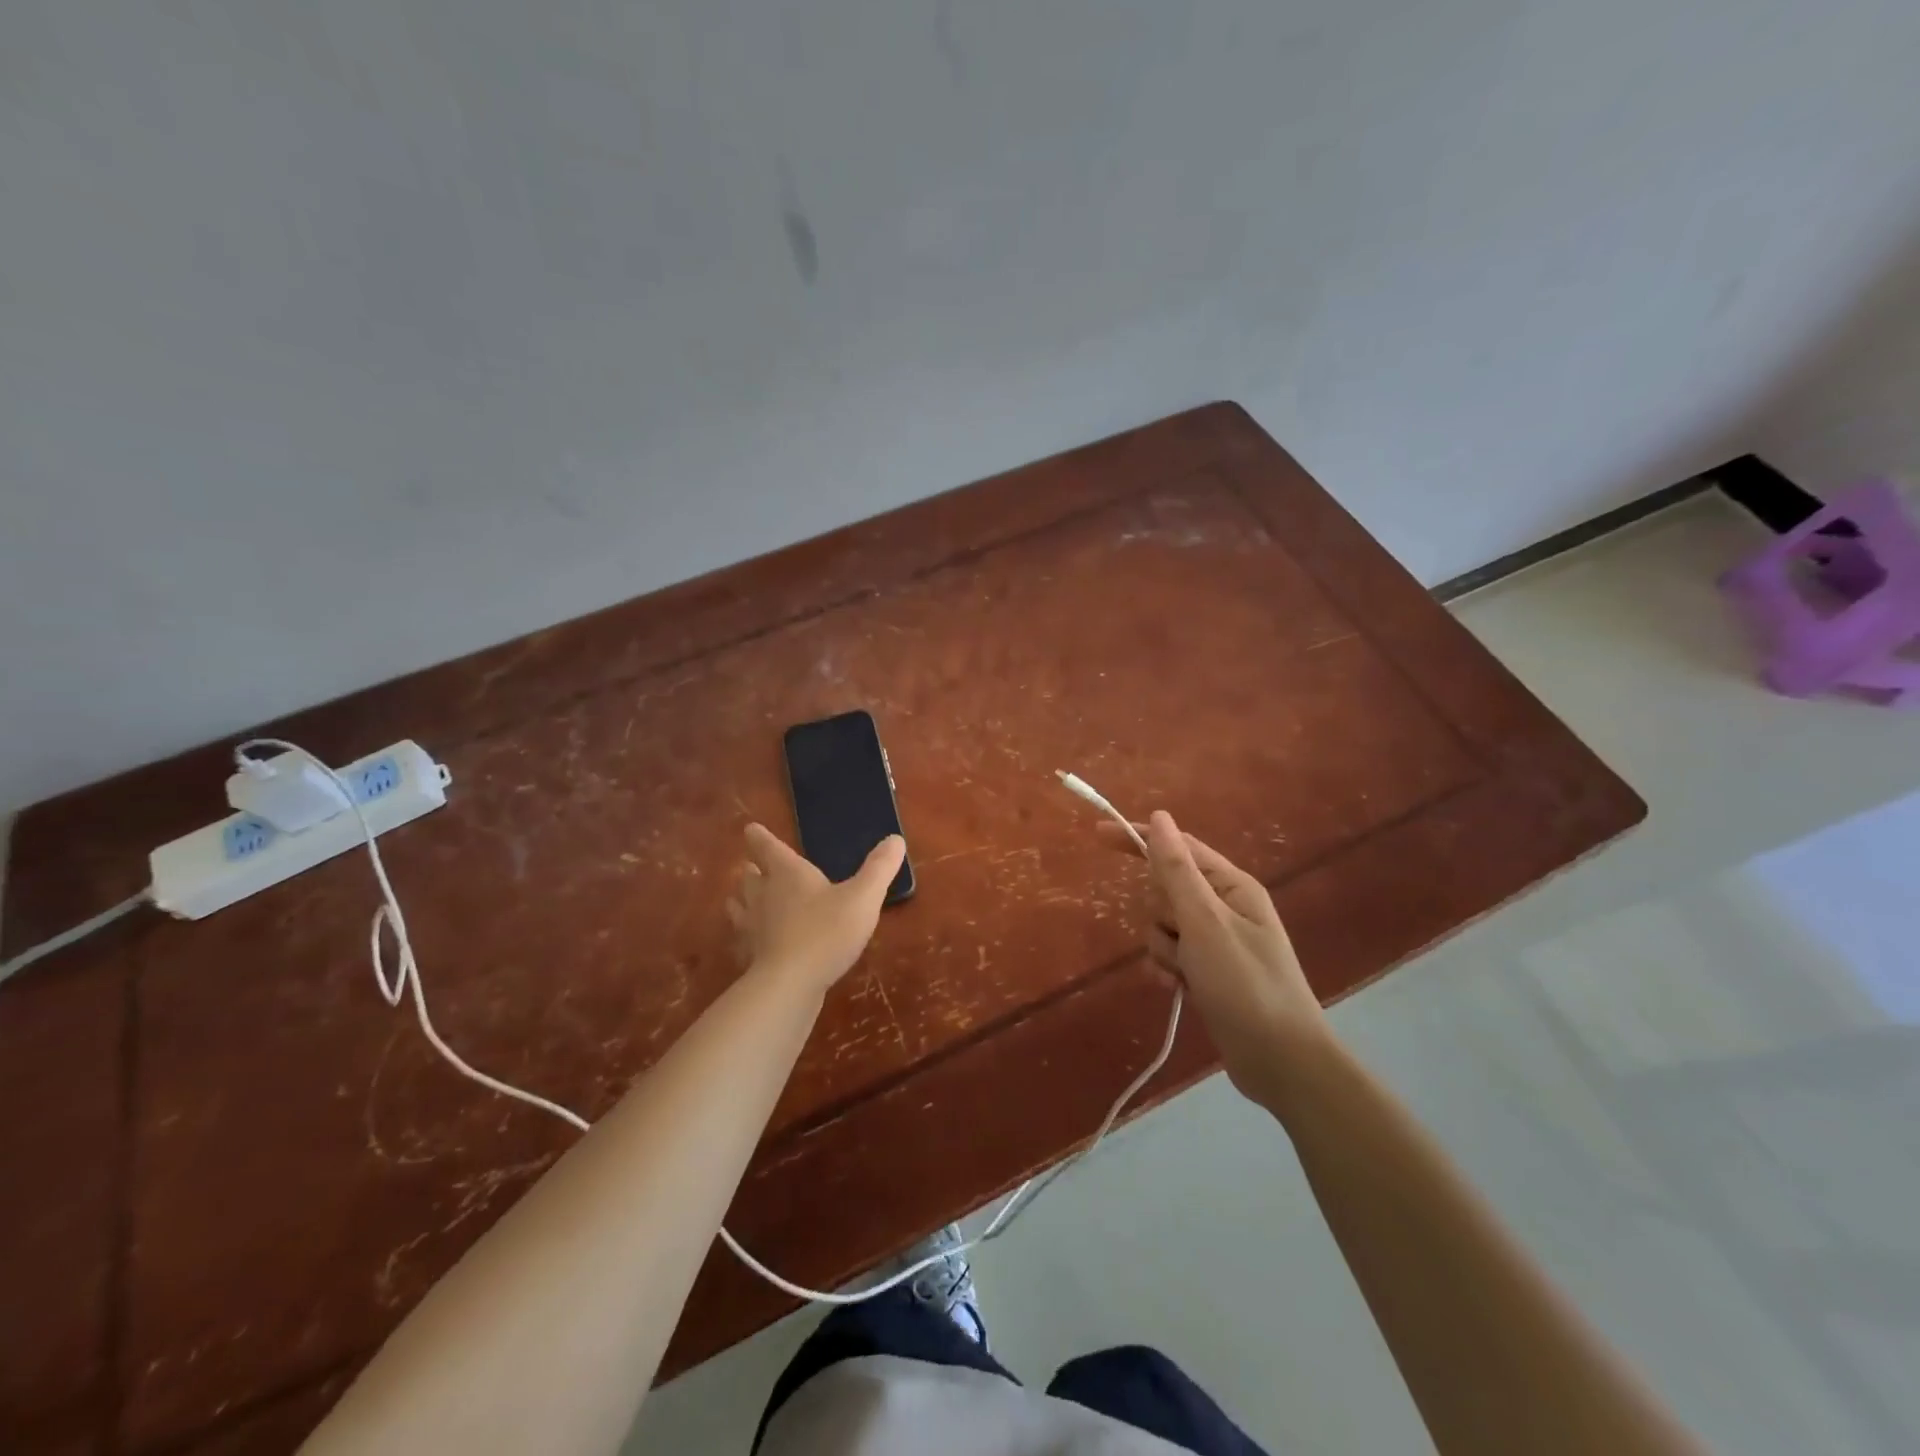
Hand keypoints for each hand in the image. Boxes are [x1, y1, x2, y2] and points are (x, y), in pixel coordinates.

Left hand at [727, 823, 903, 994]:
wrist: (790, 984)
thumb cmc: (827, 932)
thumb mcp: (863, 897)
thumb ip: (879, 868)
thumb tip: (895, 839)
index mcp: (788, 873)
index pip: (768, 847)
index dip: (760, 837)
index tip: (751, 829)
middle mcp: (764, 895)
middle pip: (750, 877)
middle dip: (752, 871)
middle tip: (753, 868)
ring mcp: (752, 928)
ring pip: (740, 908)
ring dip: (742, 902)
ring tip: (743, 901)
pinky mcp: (750, 958)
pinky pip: (742, 941)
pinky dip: (744, 938)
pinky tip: (751, 944)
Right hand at [1101, 811, 1328, 1109]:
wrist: (1282, 1062)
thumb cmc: (1245, 985)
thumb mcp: (1205, 922)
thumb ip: (1177, 870)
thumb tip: (1159, 817)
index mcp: (1231, 886)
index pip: (1177, 847)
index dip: (1138, 838)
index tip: (1098, 834)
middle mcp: (1224, 907)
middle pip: (1165, 888)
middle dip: (1159, 912)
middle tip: (1179, 937)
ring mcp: (1216, 941)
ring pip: (1163, 925)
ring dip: (1163, 947)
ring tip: (1184, 972)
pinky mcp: (1208, 971)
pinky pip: (1170, 954)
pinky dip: (1167, 968)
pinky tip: (1177, 989)